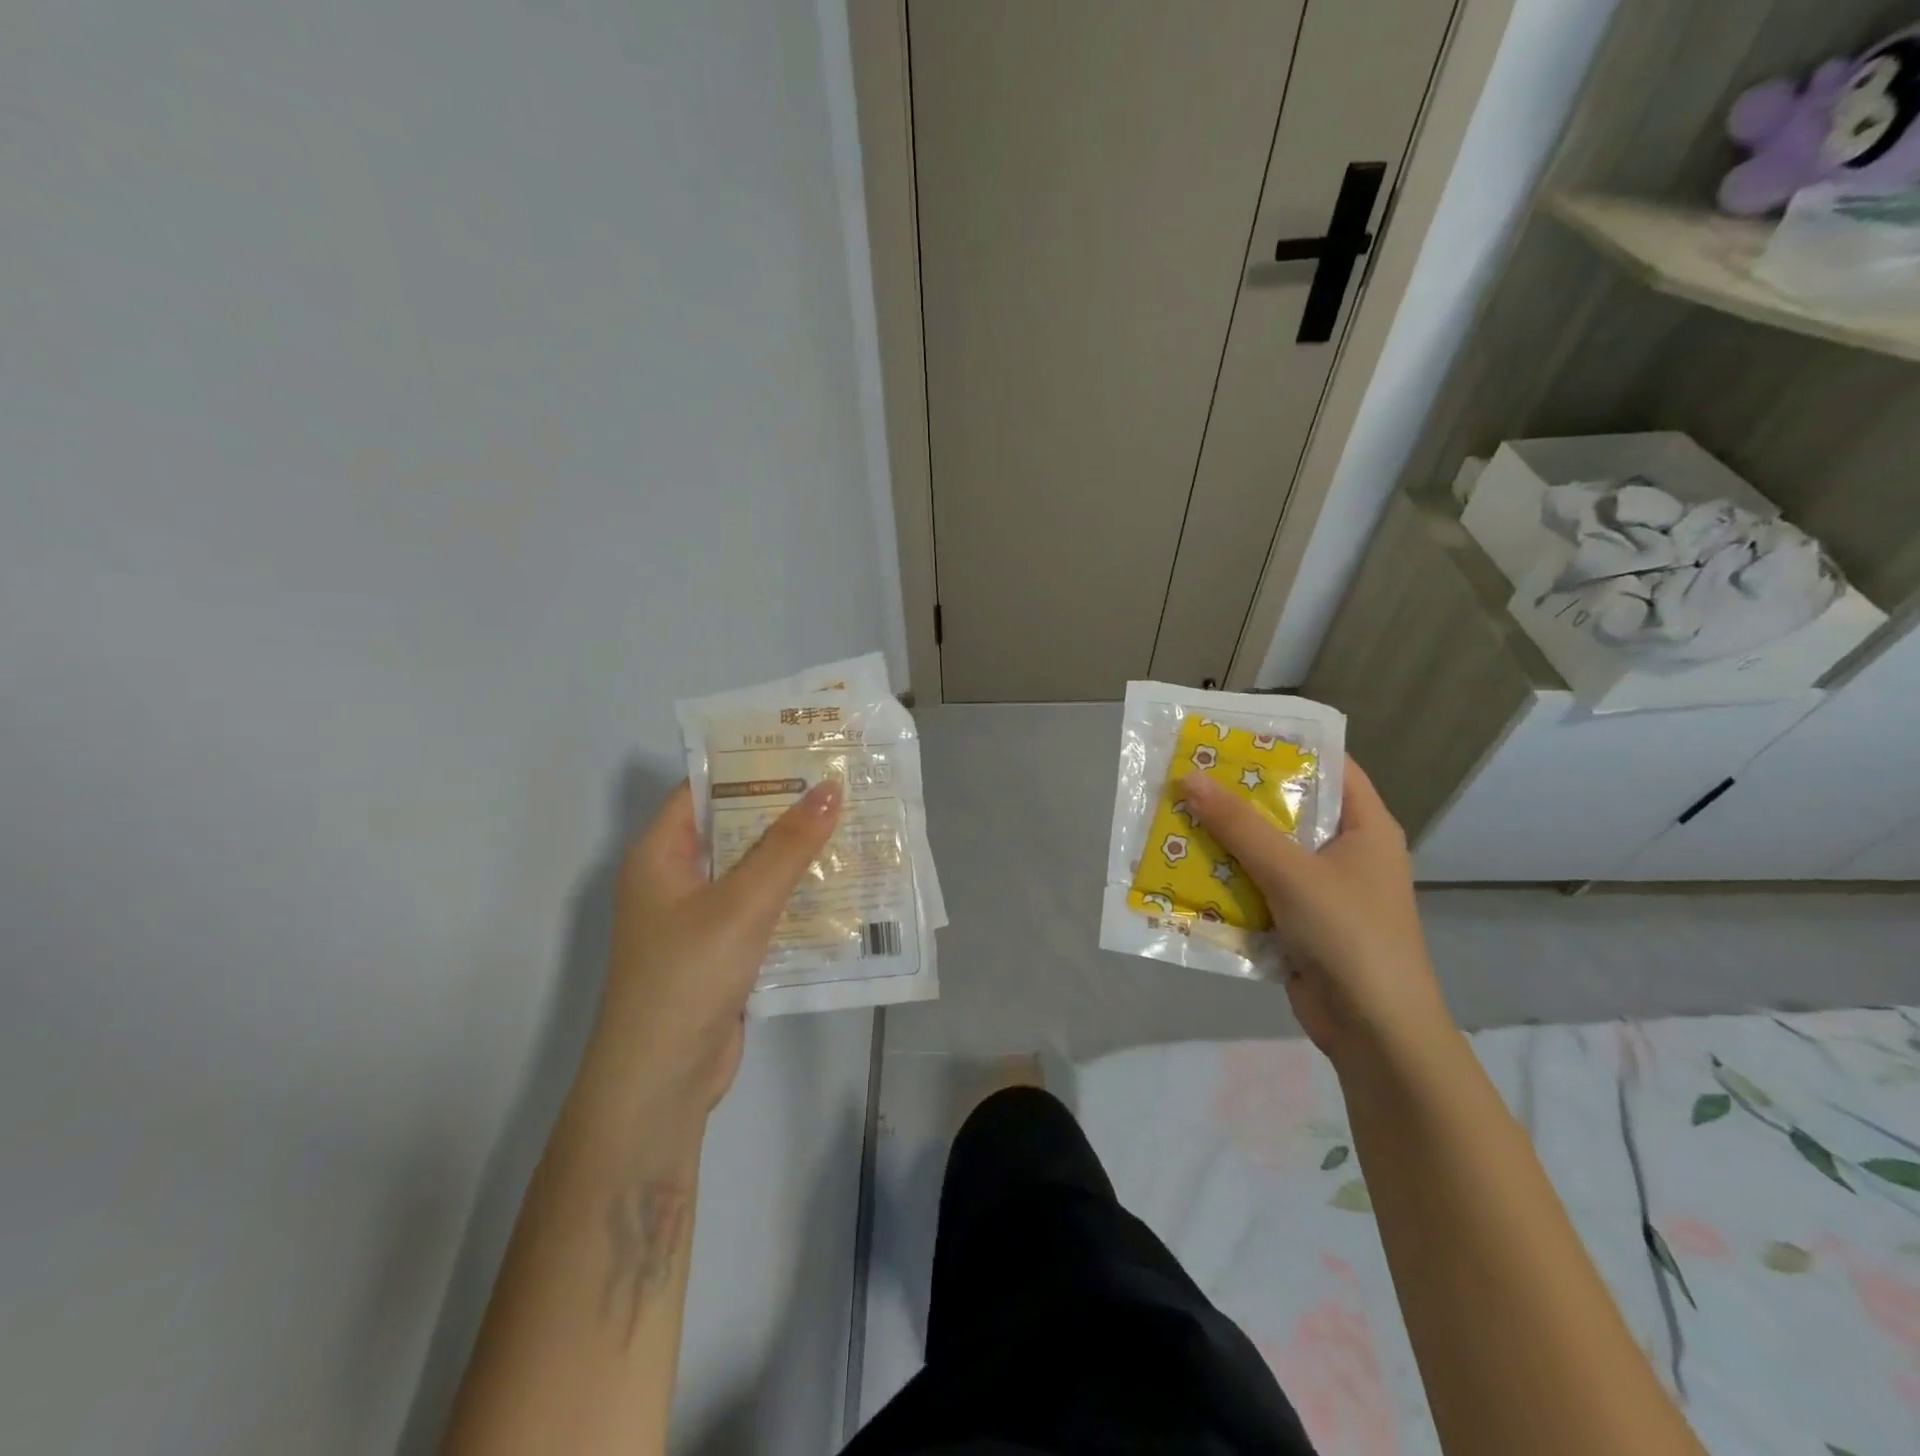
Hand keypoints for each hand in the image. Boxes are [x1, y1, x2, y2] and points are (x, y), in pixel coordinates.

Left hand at [589, 778, 843, 1113]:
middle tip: (840, 784)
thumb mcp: (743, 902)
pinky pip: (760, 909)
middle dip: (784, 809)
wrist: (661, 1083)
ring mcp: (697, 918)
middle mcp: (674, 879)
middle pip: (732, 828)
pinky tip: (838, 885)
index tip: (803, 748)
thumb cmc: (689, 975)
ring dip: (794, 854)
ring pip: (751, 871)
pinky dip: (792, 896)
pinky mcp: (720, 952)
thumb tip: (831, 788)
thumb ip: (789, 845)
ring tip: (850, 825)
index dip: (750, 764)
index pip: (703, 789)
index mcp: (660, 854)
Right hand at [1180, 756, 1449, 1062]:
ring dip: (1224, 840)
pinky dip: (1226, 879)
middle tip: (1188, 773)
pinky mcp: (1298, 922)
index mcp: (1365, 827)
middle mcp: (1345, 852)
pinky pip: (1256, 888)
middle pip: (1288, 809)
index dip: (1285, 745)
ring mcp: (1321, 890)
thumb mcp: (1291, 872)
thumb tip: (1188, 777)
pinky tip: (1185, 868)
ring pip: (1265, 851)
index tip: (1233, 734)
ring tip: (1175, 814)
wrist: (1375, 1033)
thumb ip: (1239, 826)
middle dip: (1238, 796)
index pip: (1329, 766)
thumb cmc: (1349, 936)